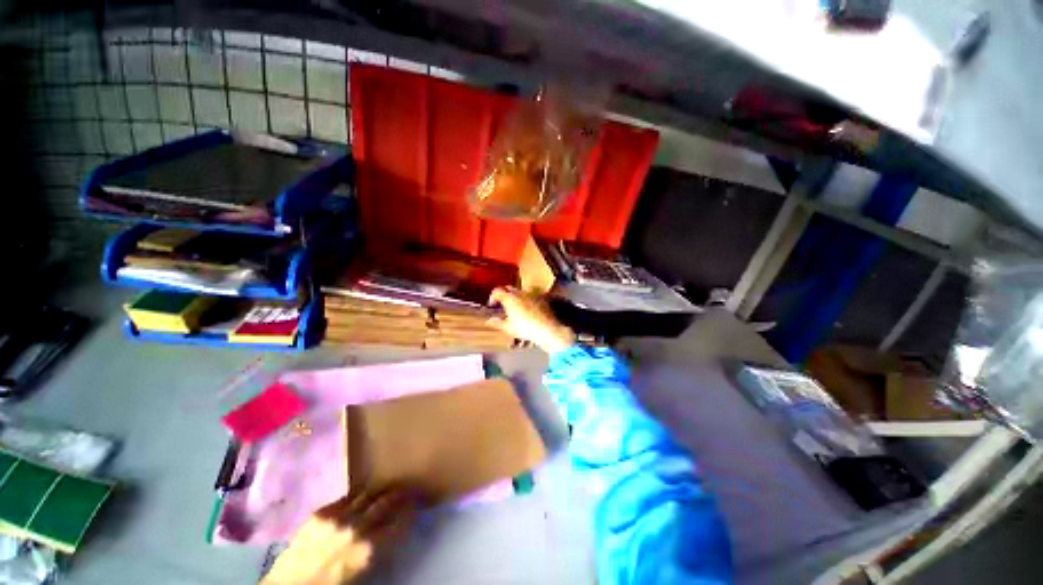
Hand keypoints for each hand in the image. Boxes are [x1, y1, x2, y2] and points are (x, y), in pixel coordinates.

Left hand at [262, 488, 415, 584]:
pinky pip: (347, 498)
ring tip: (387, 488)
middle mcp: (357, 528)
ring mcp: (337, 517)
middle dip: (400, 494)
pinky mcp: (320, 513)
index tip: (417, 503)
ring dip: (380, 491)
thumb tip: (395, 529)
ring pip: (368, 494)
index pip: (401, 520)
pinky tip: (360, 498)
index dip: (411, 509)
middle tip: (408, 489)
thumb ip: (381, 548)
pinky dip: (358, 497)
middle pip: (387, 501)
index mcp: (369, 549)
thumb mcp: (364, 573)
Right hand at [488, 287, 574, 353]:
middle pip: (508, 288)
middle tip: (502, 305)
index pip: (497, 291)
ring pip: (520, 291)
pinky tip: (528, 310)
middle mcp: (520, 293)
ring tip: (515, 308)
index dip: (492, 297)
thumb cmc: (525, 329)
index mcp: (510, 298)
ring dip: (515, 297)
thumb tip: (489, 320)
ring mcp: (532, 294)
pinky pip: (531, 296)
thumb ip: (497, 322)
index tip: (492, 305)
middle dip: (504, 294)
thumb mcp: (508, 328)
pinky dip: (526, 300)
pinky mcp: (541, 298)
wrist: (547, 329)